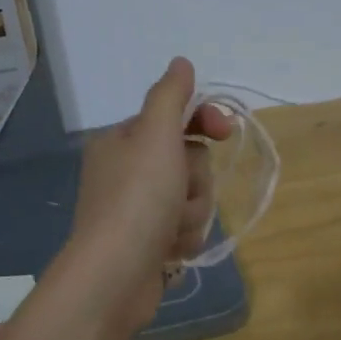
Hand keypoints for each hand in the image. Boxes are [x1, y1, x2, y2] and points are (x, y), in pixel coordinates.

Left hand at [57, 57, 234, 339]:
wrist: (115, 277)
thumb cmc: (137, 199)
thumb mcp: (155, 135)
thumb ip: (170, 96)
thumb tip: (180, 63)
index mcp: (122, 141)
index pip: (175, 117)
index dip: (205, 122)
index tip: (225, 131)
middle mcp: (127, 172)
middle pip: (189, 160)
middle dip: (195, 179)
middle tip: (178, 192)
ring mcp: (138, 210)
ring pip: (192, 196)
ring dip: (192, 211)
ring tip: (172, 228)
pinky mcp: (149, 244)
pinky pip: (186, 228)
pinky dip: (184, 238)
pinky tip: (170, 250)